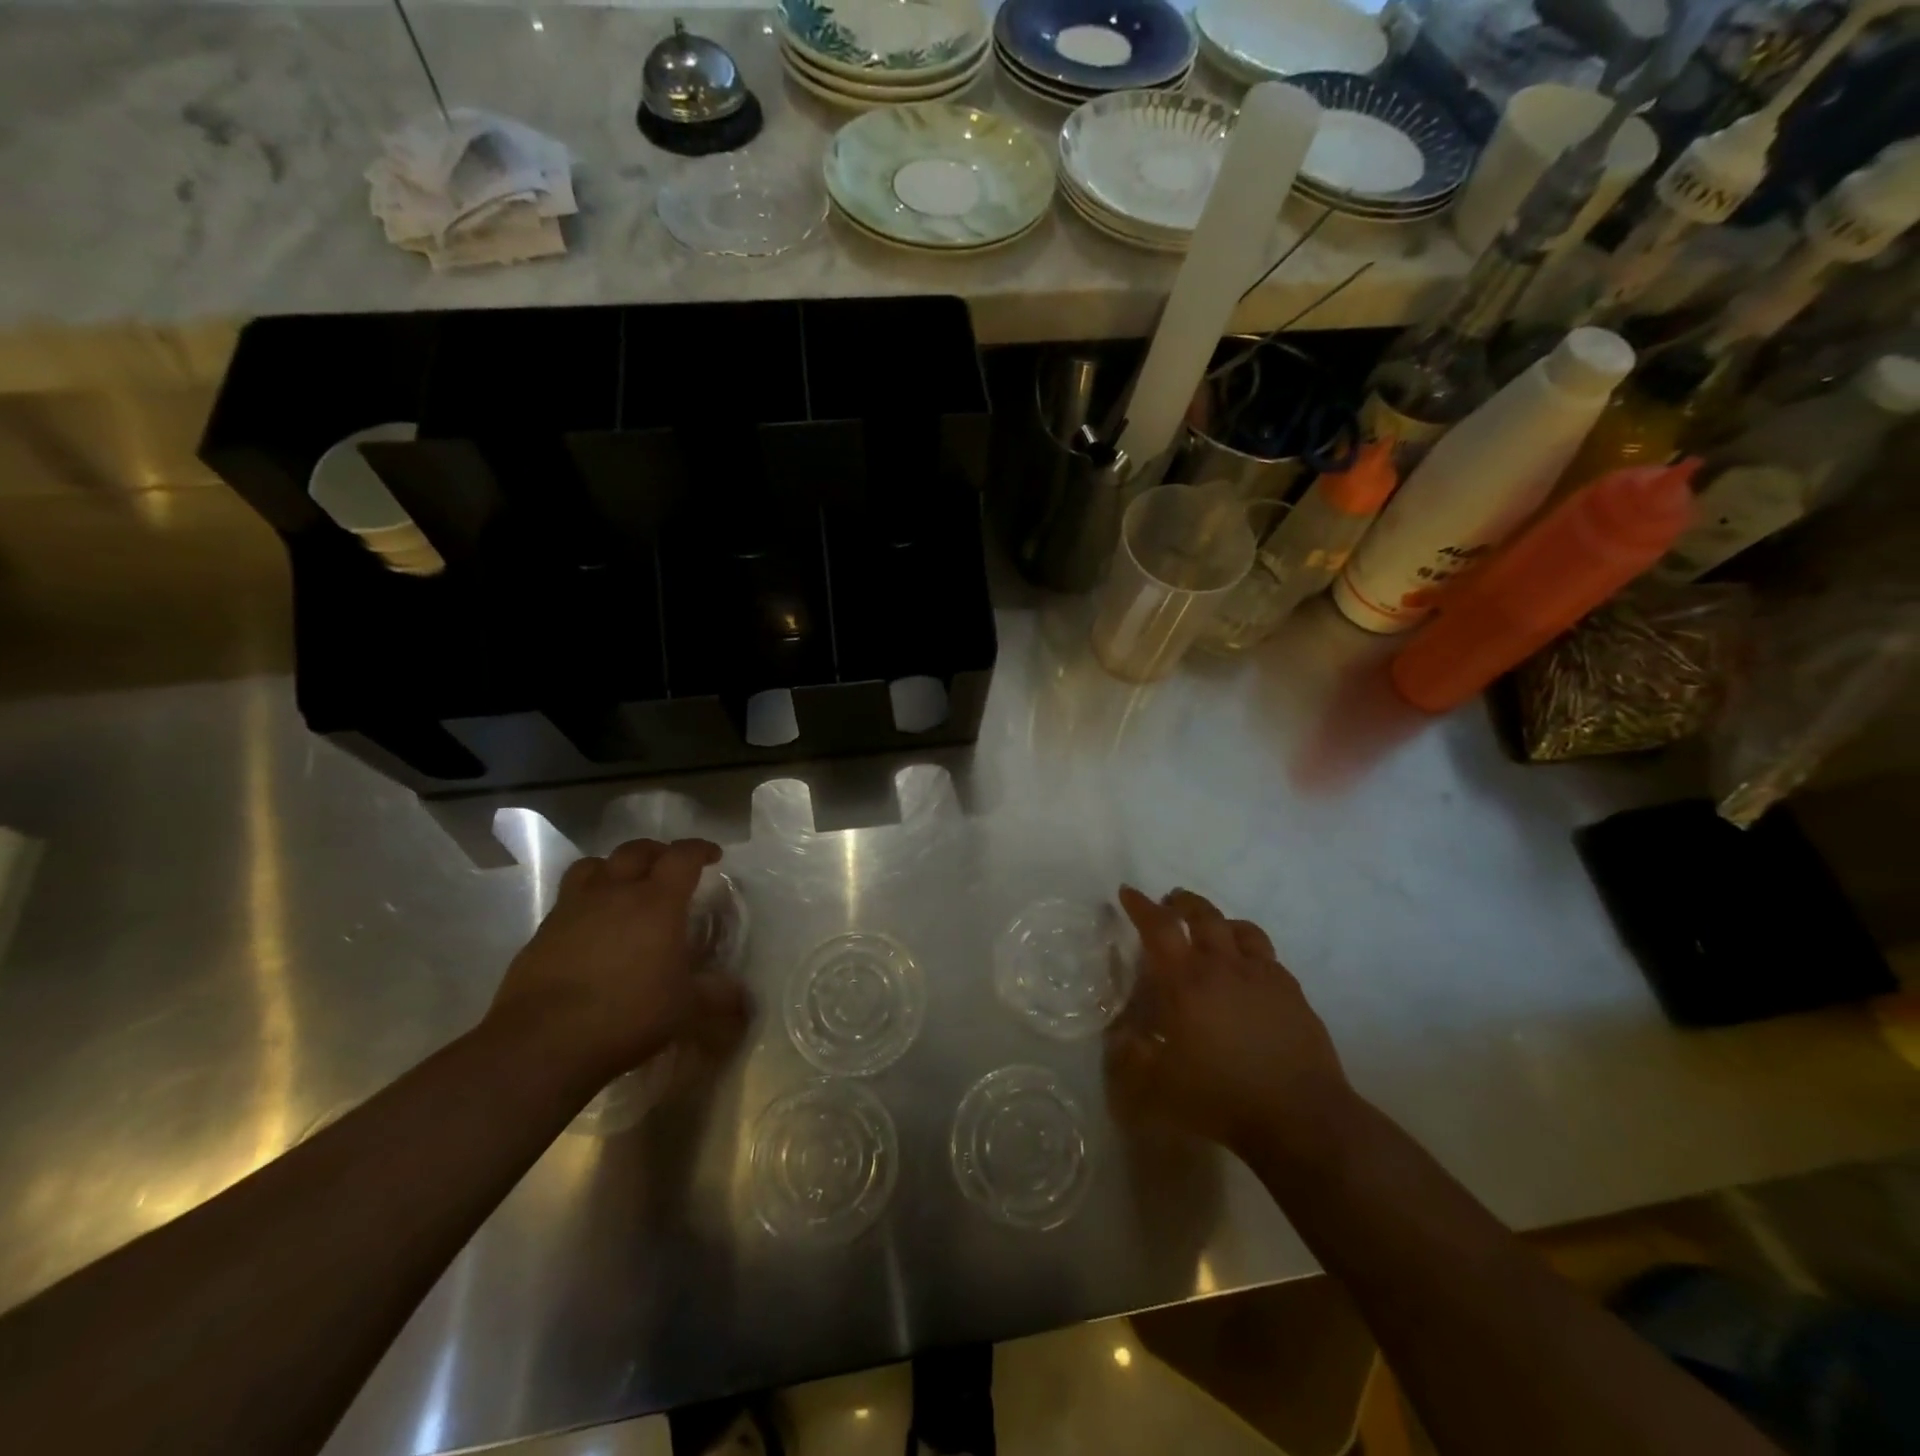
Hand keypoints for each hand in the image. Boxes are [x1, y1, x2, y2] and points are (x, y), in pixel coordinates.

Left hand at [485, 838, 749, 1084]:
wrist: (542, 1043)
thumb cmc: (628, 1015)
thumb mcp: (686, 1010)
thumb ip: (717, 997)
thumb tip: (741, 997)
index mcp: (657, 901)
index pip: (682, 856)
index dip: (699, 850)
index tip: (712, 855)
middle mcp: (614, 892)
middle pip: (636, 851)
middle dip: (657, 851)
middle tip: (669, 866)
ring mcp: (572, 909)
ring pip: (593, 865)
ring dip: (613, 867)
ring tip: (623, 884)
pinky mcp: (541, 933)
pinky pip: (567, 900)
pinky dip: (585, 902)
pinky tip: (591, 927)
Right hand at [1106, 887, 1357, 1168]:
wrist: (1300, 1117)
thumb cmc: (1221, 1098)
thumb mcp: (1158, 1087)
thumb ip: (1132, 1056)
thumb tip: (1120, 1034)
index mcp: (1186, 982)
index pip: (1159, 928)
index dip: (1141, 906)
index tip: (1128, 892)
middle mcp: (1224, 967)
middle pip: (1204, 915)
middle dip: (1184, 902)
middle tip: (1171, 902)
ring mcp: (1263, 976)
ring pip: (1242, 929)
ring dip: (1221, 922)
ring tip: (1213, 930)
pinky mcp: (1293, 992)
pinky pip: (1268, 957)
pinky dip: (1251, 951)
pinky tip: (1249, 971)